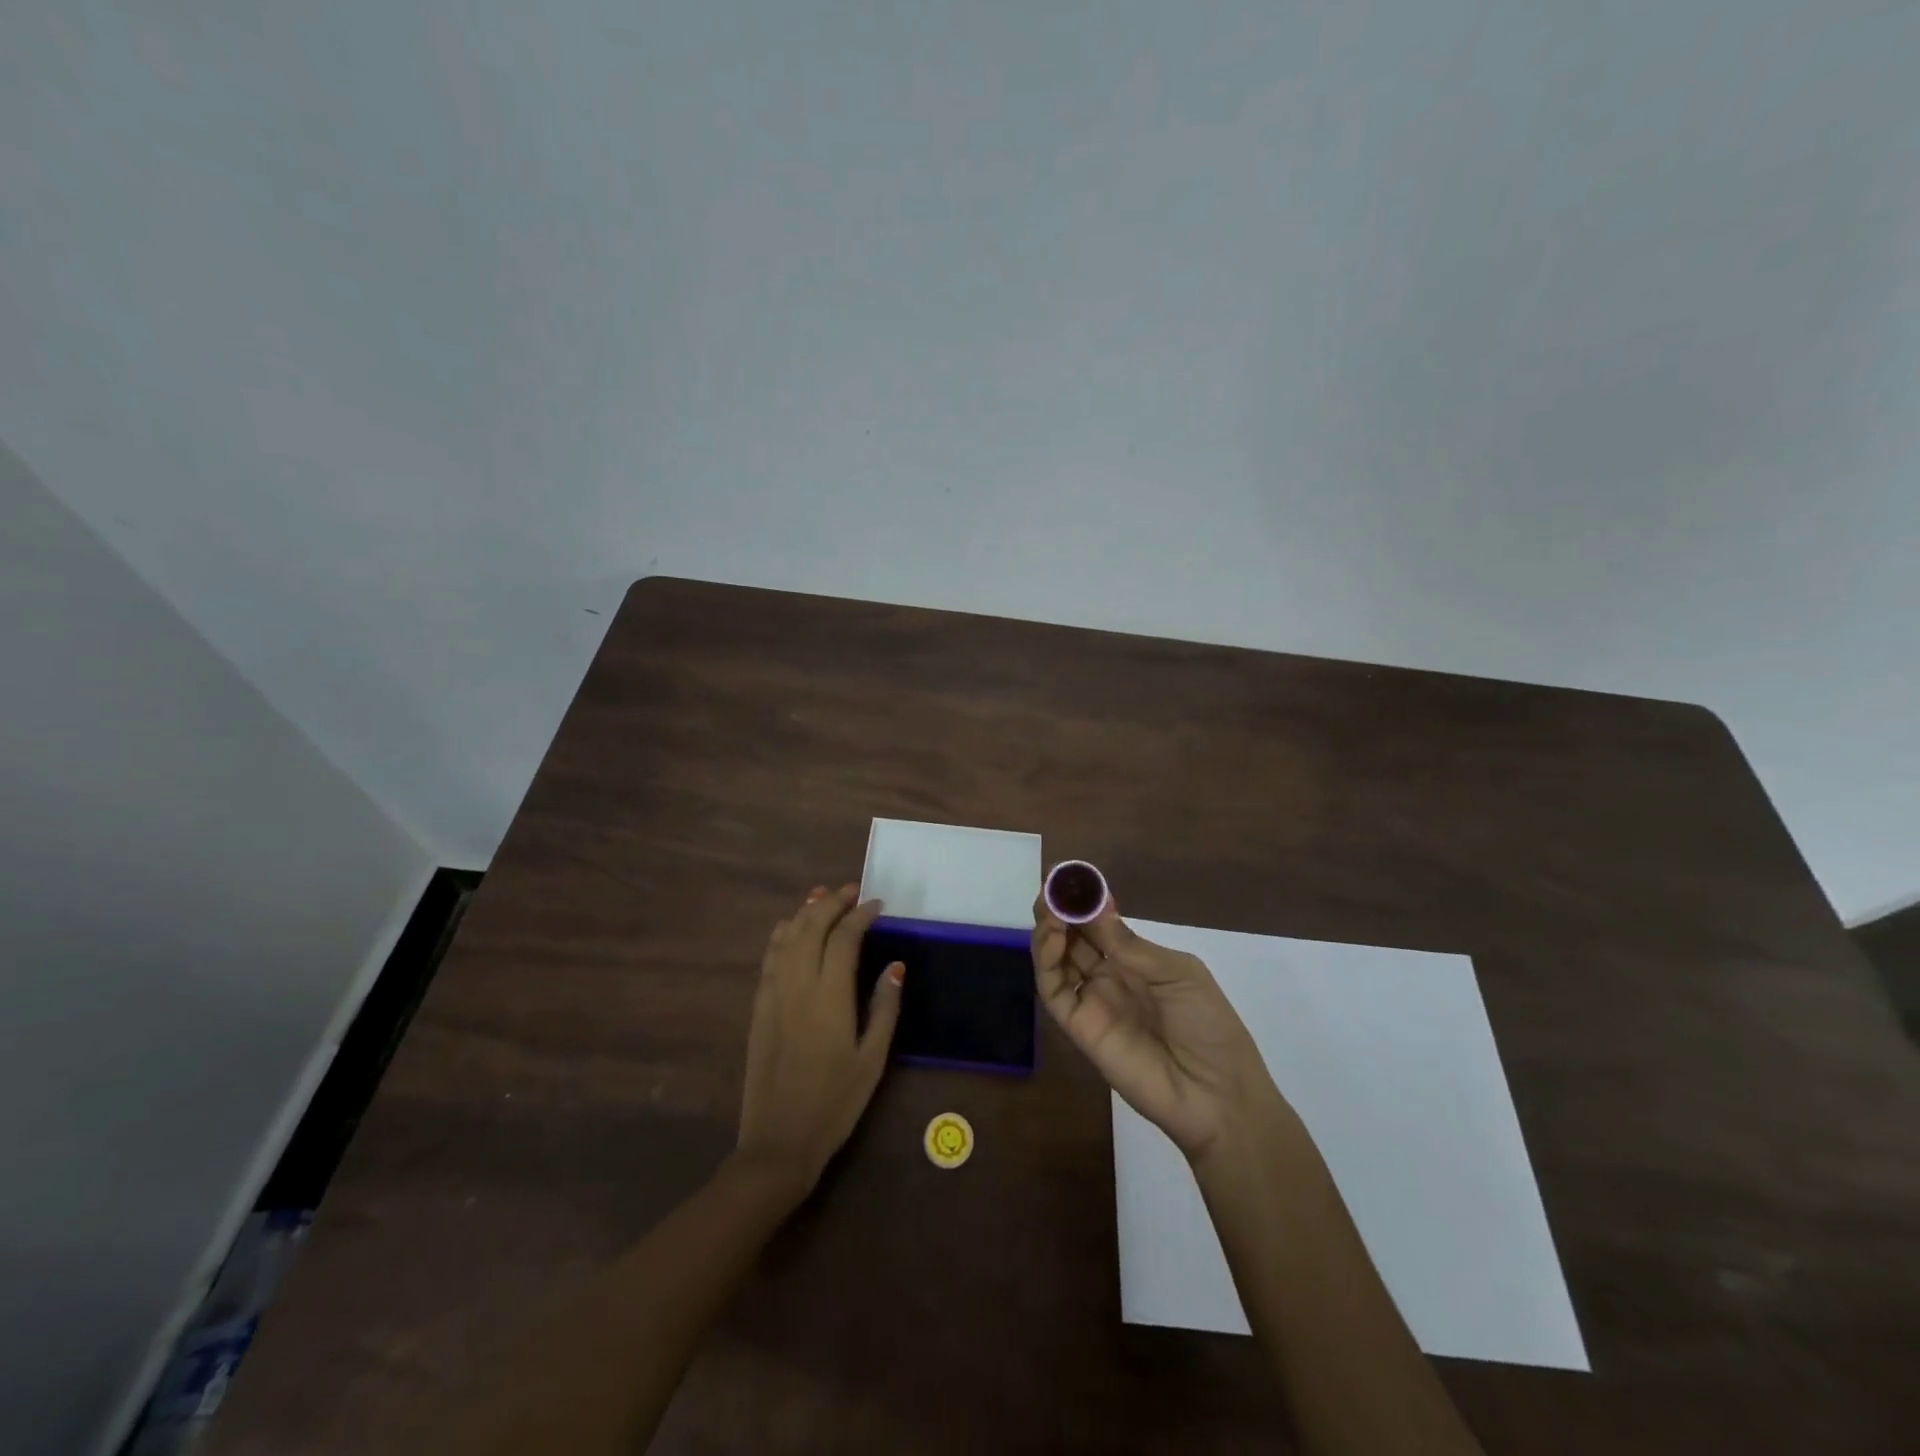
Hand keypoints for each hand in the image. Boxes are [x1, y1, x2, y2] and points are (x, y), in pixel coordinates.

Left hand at [736, 884, 903, 1196]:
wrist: (778, 1142)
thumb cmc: (835, 1103)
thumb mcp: (872, 1060)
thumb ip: (884, 1008)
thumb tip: (895, 965)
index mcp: (830, 996)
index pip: (844, 938)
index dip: (860, 915)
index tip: (877, 904)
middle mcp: (798, 985)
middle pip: (811, 927)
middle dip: (831, 902)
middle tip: (851, 891)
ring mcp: (773, 995)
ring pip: (786, 937)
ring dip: (805, 911)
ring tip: (822, 895)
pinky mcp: (759, 1008)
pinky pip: (769, 958)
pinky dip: (781, 934)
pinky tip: (789, 927)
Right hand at [1032, 894, 1280, 1161]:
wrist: (1217, 1095)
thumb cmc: (1209, 1026)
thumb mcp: (1178, 973)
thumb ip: (1130, 945)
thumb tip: (1094, 906)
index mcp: (1137, 962)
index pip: (1100, 926)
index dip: (1085, 902)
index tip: (1071, 878)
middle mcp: (1109, 978)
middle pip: (1073, 939)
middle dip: (1061, 911)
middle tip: (1052, 888)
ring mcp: (1092, 1001)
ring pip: (1057, 960)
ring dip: (1049, 930)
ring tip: (1050, 908)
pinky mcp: (1079, 1027)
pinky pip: (1054, 990)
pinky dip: (1046, 962)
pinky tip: (1053, 938)